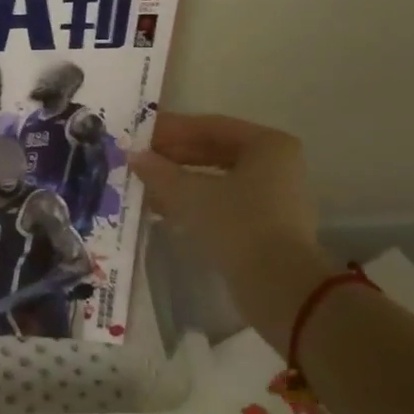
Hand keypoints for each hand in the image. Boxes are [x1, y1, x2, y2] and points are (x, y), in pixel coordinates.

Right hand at [128, 114, 329, 295]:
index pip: (210, 126)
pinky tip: (166, 209)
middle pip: (216, 151)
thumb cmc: (238, 225)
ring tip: (146, 184)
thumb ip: (160, 172)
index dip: (172, 129)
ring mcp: (275, 196)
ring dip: (182, 180)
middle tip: (139, 159)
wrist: (280, 287)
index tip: (140, 133)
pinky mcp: (267, 225)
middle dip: (175, 156)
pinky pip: (225, 202)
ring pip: (218, 178)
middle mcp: (276, 164)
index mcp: (267, 144)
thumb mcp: (191, 195)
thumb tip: (133, 156)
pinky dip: (196, 202)